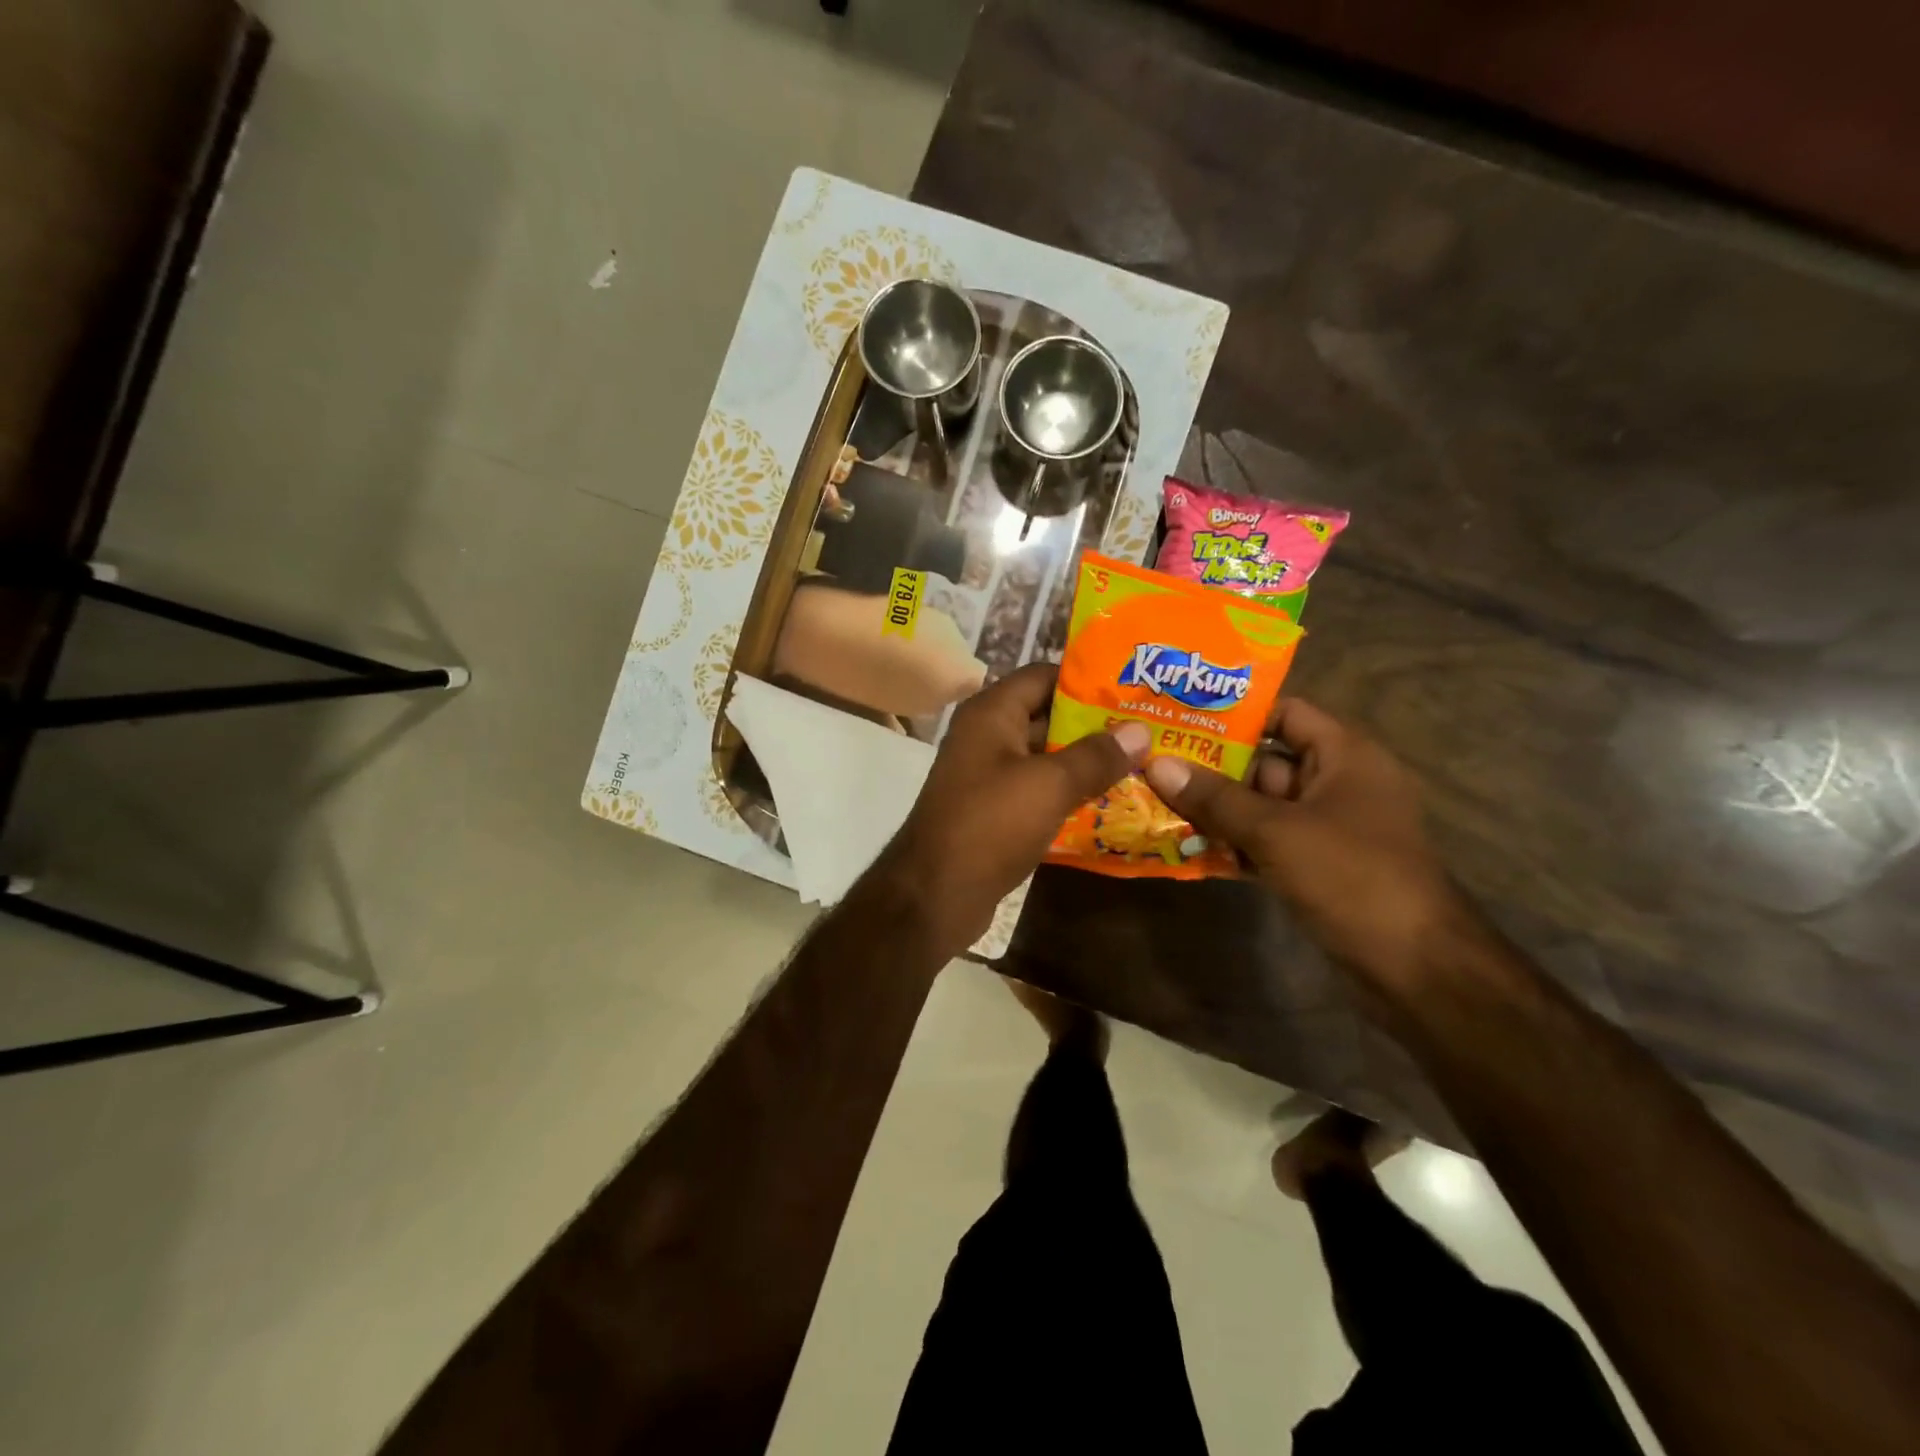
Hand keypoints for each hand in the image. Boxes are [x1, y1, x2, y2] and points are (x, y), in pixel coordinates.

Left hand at [878, 662, 1150, 951]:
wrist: (935, 895)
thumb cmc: (991, 825)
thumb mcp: (1049, 785)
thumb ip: (1096, 755)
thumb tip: (1140, 730)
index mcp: (991, 713)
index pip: (1044, 675)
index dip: (1088, 680)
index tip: (1135, 690)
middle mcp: (987, 736)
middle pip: (1047, 716)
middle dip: (1095, 724)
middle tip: (1148, 730)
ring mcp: (988, 774)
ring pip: (1045, 757)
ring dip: (1086, 762)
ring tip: (1140, 763)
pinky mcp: (994, 810)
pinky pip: (1037, 790)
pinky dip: (1068, 793)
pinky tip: (1109, 802)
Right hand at [1141, 699, 1465, 987]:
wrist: (1416, 967)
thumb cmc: (1352, 877)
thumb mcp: (1277, 831)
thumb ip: (1216, 798)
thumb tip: (1158, 765)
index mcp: (1345, 756)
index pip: (1286, 713)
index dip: (1236, 714)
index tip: (1182, 720)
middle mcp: (1337, 783)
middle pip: (1265, 762)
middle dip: (1211, 768)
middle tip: (1154, 765)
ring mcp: (1327, 828)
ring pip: (1260, 806)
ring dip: (1215, 810)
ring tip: (1157, 803)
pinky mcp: (1317, 866)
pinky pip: (1266, 842)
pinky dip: (1233, 843)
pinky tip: (1186, 848)